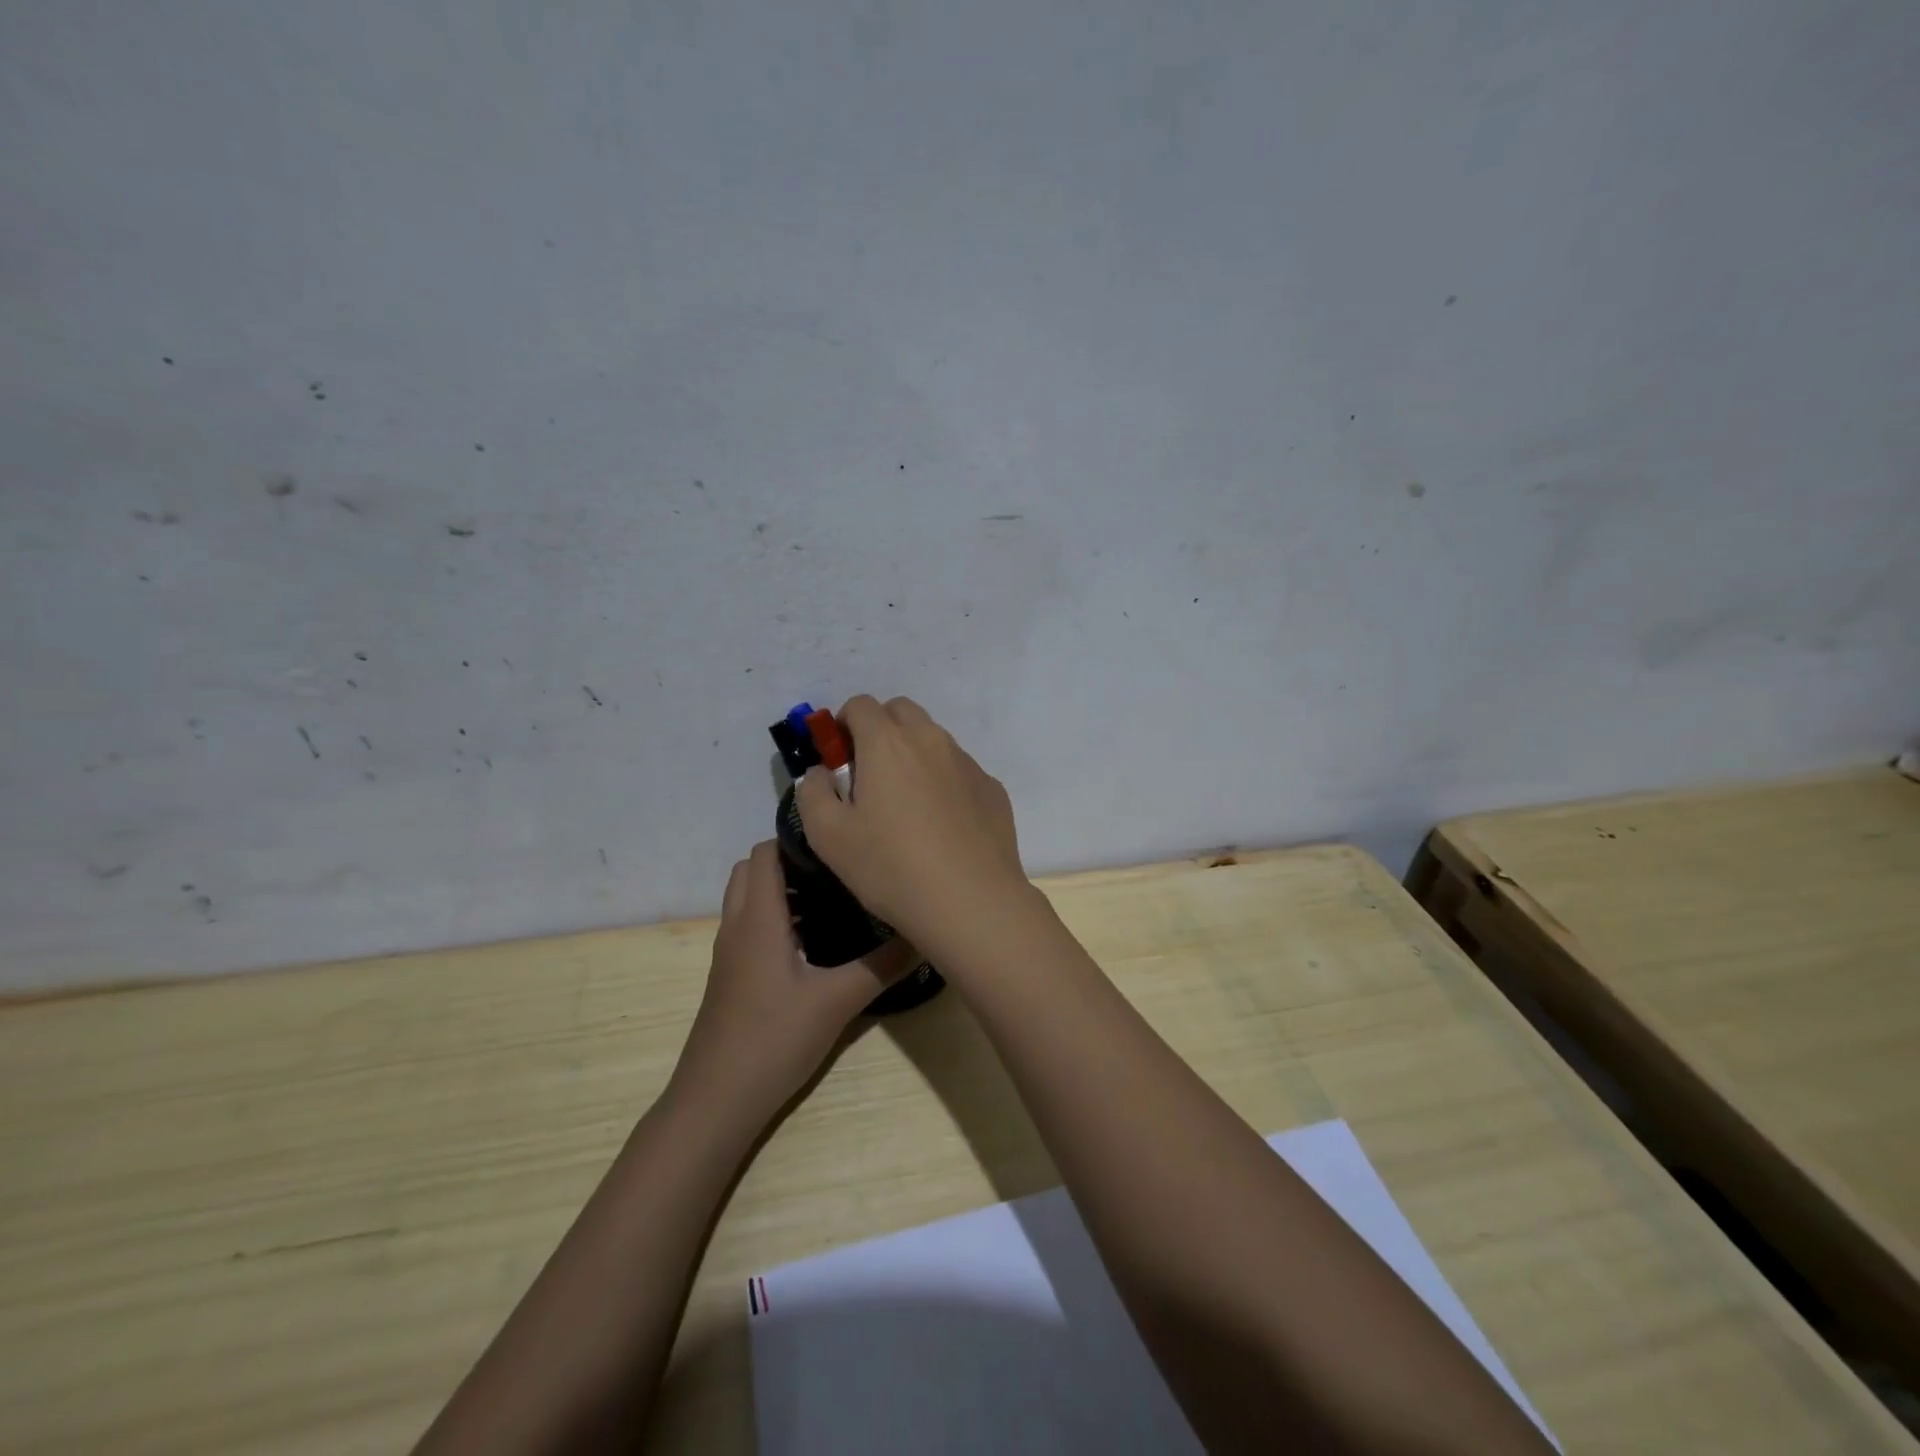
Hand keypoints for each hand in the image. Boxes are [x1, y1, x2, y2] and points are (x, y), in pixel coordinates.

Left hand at [671, 840, 913, 1130]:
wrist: (715, 1101)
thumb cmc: (773, 1039)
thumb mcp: (838, 1001)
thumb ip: (882, 965)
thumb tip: (924, 935)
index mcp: (759, 917)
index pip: (765, 852)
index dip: (796, 837)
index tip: (838, 839)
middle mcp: (738, 925)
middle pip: (752, 870)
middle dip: (790, 860)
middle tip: (837, 868)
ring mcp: (730, 952)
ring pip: (749, 899)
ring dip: (783, 890)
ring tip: (833, 899)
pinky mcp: (731, 976)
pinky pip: (751, 926)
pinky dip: (776, 918)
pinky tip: (814, 943)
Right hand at [794, 695, 1026, 948]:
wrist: (972, 902)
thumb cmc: (891, 867)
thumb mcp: (828, 836)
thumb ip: (812, 792)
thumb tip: (821, 772)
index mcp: (887, 743)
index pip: (860, 705)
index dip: (842, 725)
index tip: (838, 760)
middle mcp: (931, 740)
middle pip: (901, 711)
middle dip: (880, 729)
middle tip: (869, 775)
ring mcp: (967, 762)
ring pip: (933, 739)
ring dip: (913, 754)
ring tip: (906, 805)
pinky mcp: (992, 788)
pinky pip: (959, 770)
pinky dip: (944, 781)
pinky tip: (942, 826)